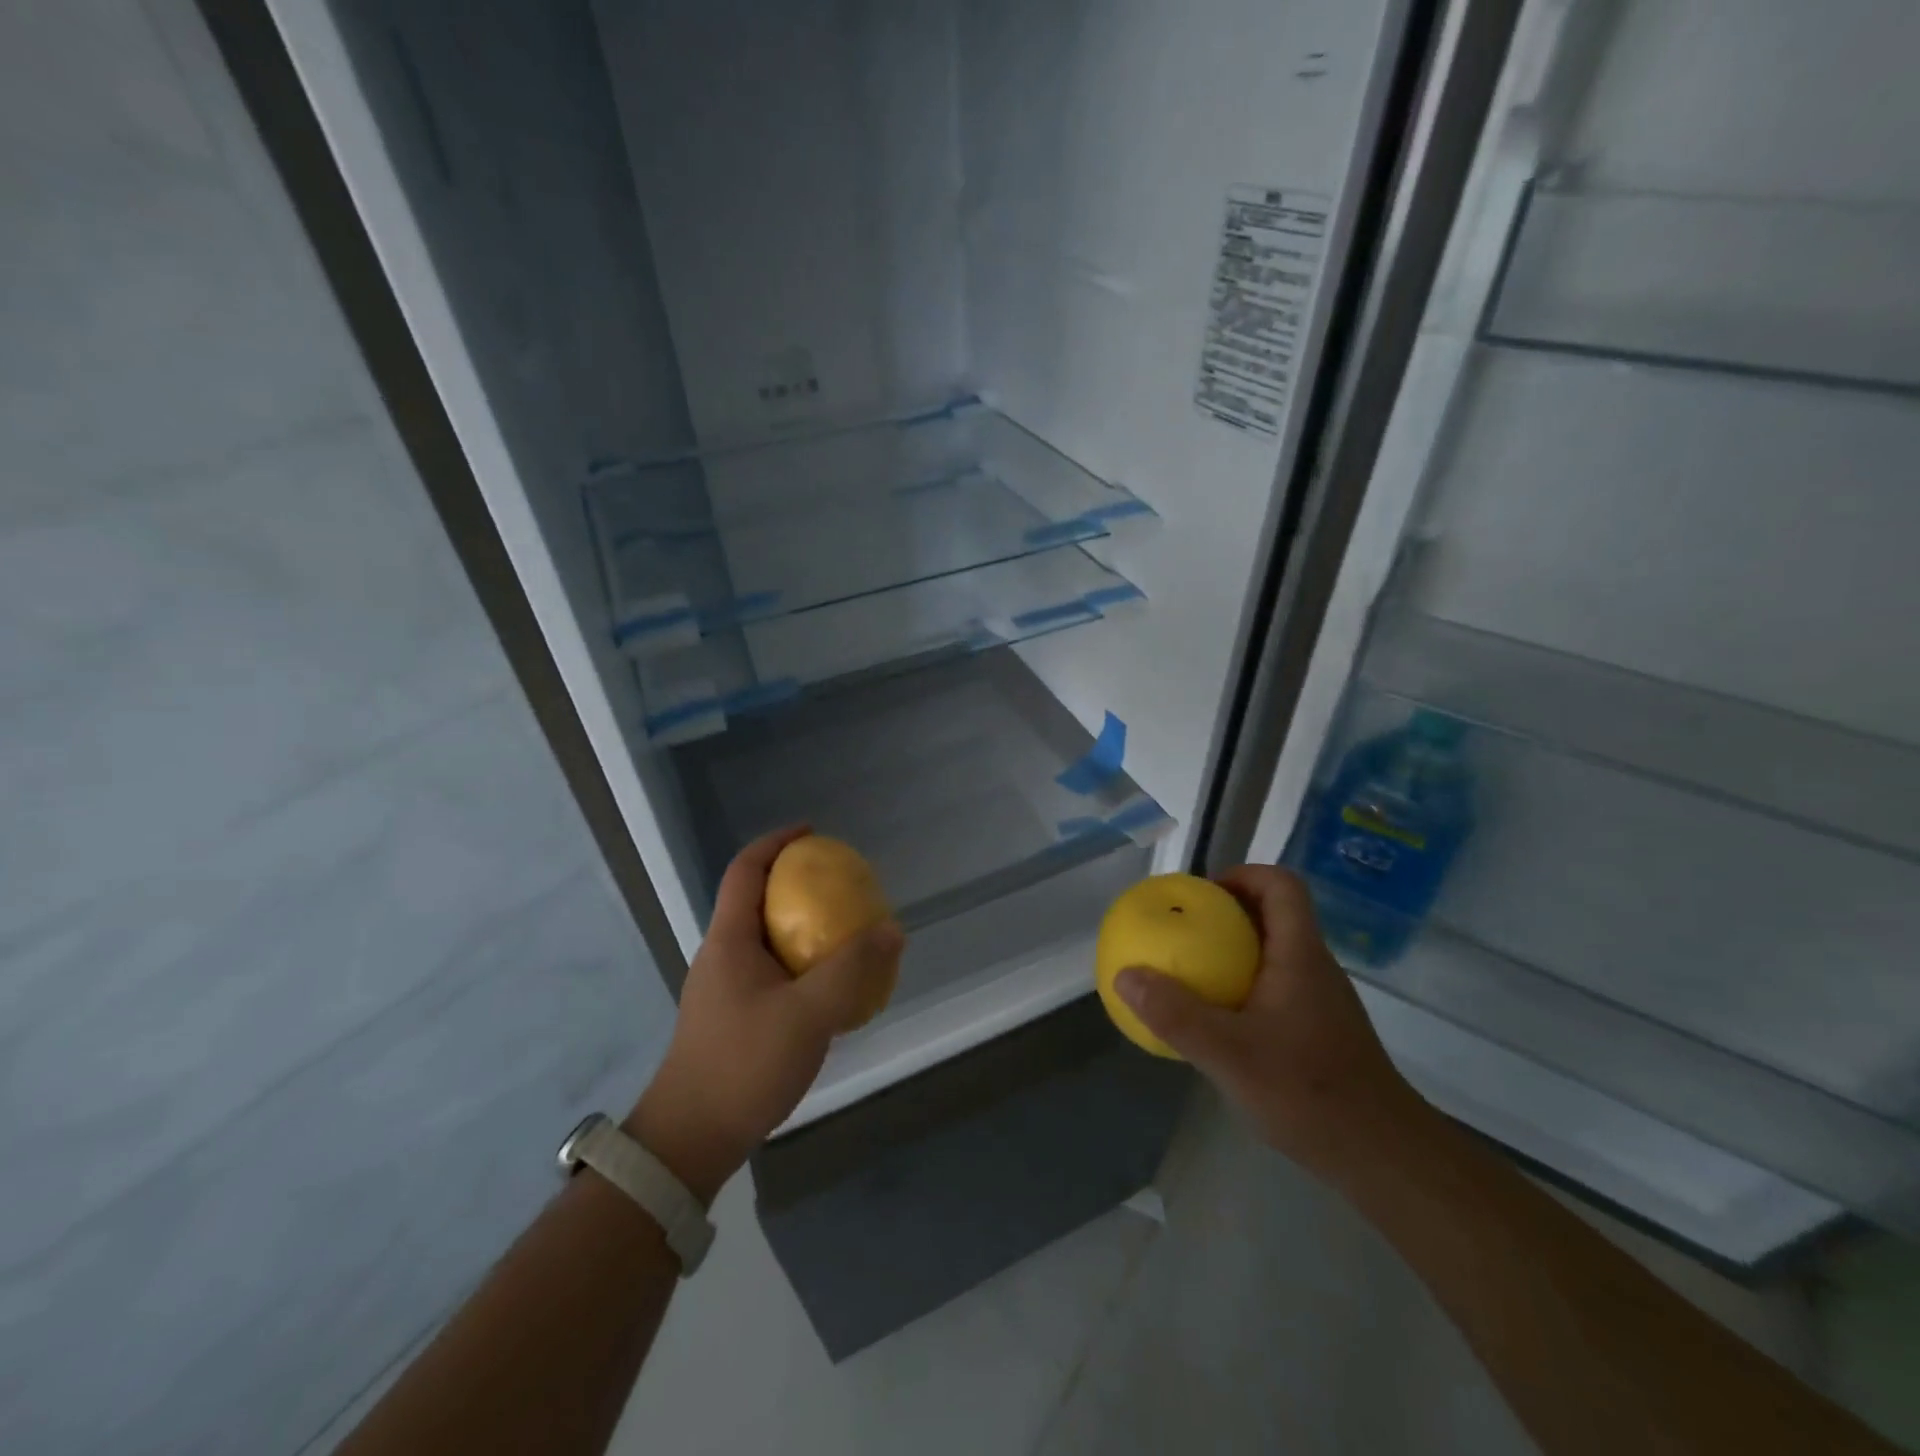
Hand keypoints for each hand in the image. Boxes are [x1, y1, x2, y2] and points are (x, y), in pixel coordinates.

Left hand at [624, 827, 904, 1202]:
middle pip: (756, 899)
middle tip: (841, 886)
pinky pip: (772, 971)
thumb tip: (891, 930)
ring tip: (844, 933)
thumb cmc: (744, 1064)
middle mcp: (722, 955)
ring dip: (802, 927)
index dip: (776, 842)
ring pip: (766, 938)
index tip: (813, 833)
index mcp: (729, 939)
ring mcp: (724, 988)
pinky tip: (830, 988)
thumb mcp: (808, 1013)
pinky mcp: (733, 1016)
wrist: (691, 1139)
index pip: (745, 870)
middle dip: (796, 884)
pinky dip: (801, 963)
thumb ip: (852, 969)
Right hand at [1113, 865, 1432, 1185]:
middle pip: (1274, 914)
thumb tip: (1126, 976)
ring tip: (1191, 973)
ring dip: (1233, 952)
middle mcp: (1314, 967)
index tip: (1201, 895)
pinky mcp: (1320, 1030)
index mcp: (1300, 955)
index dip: (1241, 875)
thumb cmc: (1310, 1094)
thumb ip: (1176, 1016)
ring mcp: (1321, 1000)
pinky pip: (1276, 987)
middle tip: (1182, 932)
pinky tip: (1219, 1024)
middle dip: (1225, 914)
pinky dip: (1243, 987)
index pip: (1281, 885)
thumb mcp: (1230, 1055)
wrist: (1384, 1159)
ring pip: (1274, 952)